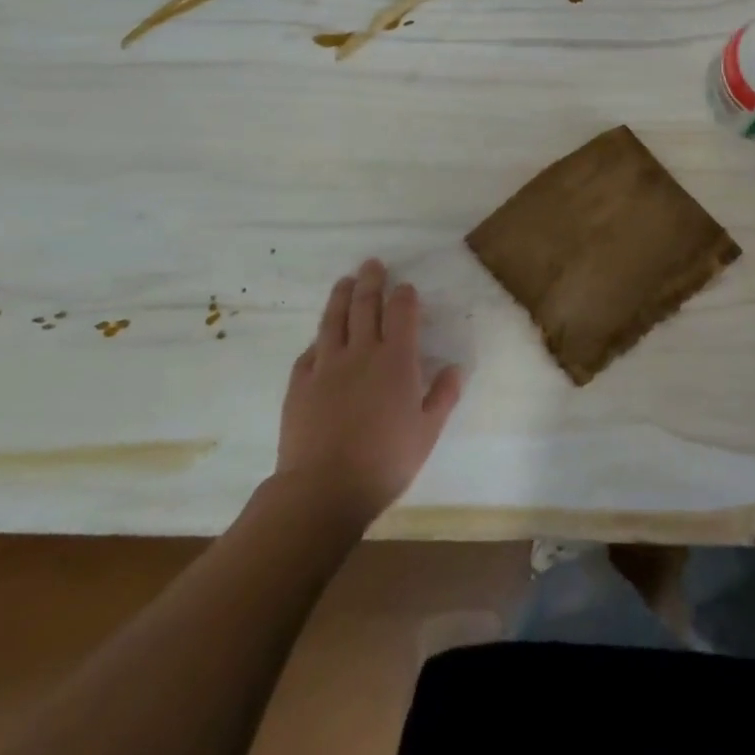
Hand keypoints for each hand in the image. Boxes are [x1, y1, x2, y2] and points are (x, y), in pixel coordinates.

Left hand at [275, 258, 463, 523]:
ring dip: (340, 297)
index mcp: (396, 359)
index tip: (405, 287)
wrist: (322, 490)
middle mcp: (361, 352)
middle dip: (371, 282)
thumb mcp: (427, 432)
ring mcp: (326, 366)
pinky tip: (319, 338)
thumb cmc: (385, 461)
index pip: (401, 312)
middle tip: (372, 264)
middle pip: (365, 306)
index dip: (404, 295)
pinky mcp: (299, 385)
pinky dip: (318, 340)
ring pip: (333, 321)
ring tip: (344, 281)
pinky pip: (309, 353)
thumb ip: (443, 396)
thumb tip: (455, 368)